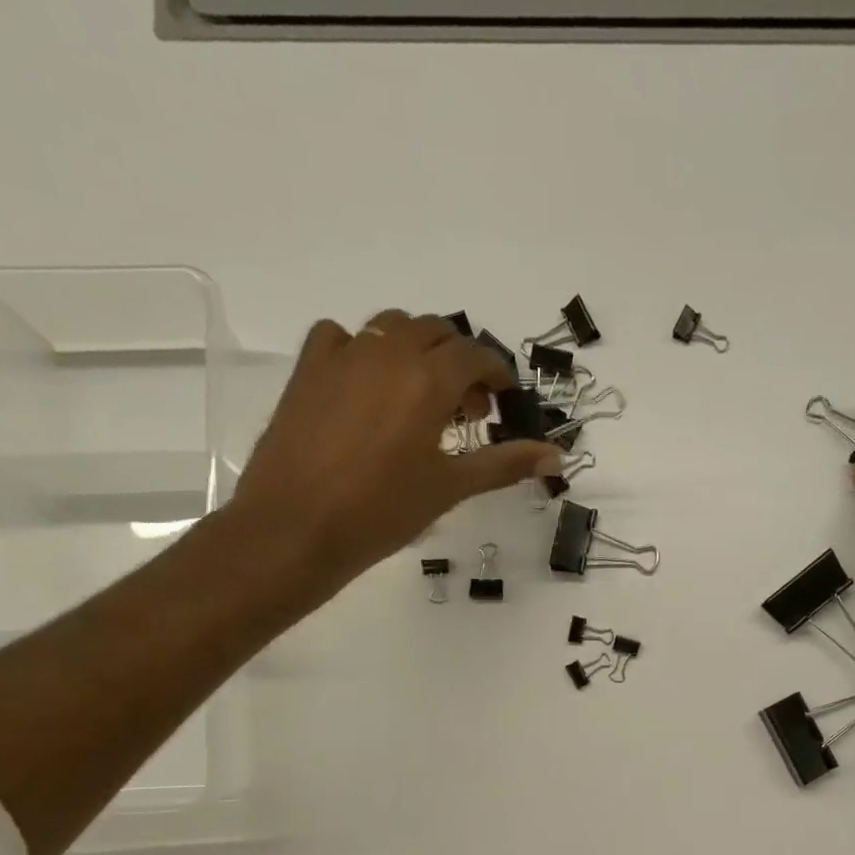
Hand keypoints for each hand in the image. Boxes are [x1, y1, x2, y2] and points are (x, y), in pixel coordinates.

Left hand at [231, 312, 560, 595]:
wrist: (298, 526)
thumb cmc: (384, 512)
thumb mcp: (451, 488)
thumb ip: (505, 463)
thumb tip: (556, 456)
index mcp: (428, 379)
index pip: (476, 355)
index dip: (497, 374)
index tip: (505, 400)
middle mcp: (388, 353)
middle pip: (437, 332)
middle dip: (461, 363)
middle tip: (468, 409)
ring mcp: (343, 355)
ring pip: (392, 328)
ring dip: (417, 351)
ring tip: (420, 397)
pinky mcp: (308, 369)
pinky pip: (342, 337)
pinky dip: (365, 351)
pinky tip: (367, 387)